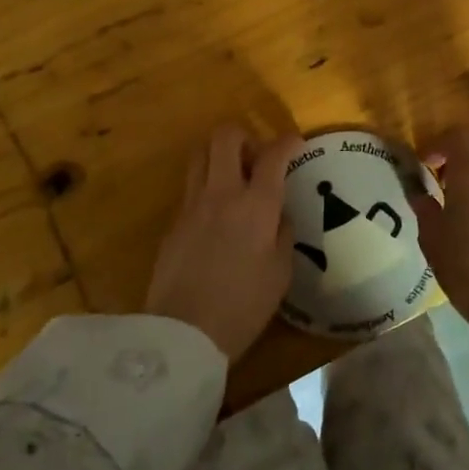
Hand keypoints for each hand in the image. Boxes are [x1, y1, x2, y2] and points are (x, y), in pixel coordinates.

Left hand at [146, 124, 298, 361]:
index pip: (273, 155)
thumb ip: (283, 235)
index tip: (295, 145)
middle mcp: (222, 193)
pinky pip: (190, 187)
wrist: (183, 333)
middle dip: (245, 136)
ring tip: (234, 180)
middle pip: (226, 137)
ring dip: (219, 155)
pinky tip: (216, 215)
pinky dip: (206, 186)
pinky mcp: (173, 222)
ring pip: (200, 154)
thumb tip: (278, 216)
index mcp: (256, 205)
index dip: (287, 142)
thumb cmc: (243, 306)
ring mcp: (191, 205)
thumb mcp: (280, 274)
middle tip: (257, 160)